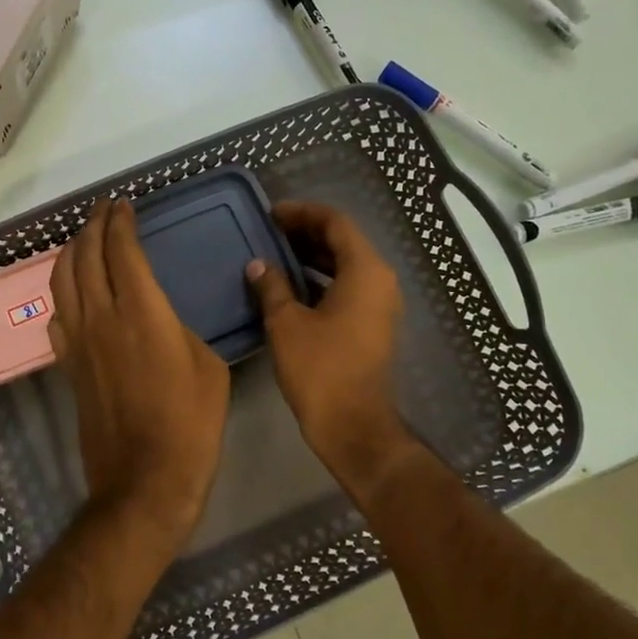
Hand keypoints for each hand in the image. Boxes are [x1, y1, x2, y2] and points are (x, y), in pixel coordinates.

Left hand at [48, 198, 229, 548]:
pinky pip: (57, 315)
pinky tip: (71, 292)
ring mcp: (78, 342)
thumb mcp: (209, 367)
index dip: (120, 222)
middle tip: (104, 210)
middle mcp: (101, 317)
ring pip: (62, 281)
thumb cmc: (190, 424)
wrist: (144, 480)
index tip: (123, 205)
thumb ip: (182, 331)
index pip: (122, 250)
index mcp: (142, 311)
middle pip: (86, 257)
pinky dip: (62, 292)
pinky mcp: (68, 366)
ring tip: (83, 238)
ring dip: (71, 252)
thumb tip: (164, 323)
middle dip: (92, 226)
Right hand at [246, 201, 416, 495]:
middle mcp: (380, 280)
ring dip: (312, 256)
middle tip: (269, 232)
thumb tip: (258, 265)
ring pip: (345, 265)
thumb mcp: (287, 323)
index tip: (271, 214)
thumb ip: (272, 286)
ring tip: (275, 254)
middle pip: (343, 241)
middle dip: (306, 233)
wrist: (353, 425)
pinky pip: (347, 287)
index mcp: (365, 270)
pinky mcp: (372, 324)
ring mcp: (379, 304)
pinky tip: (290, 286)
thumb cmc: (320, 369)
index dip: (302, 213)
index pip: (335, 223)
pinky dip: (320, 279)